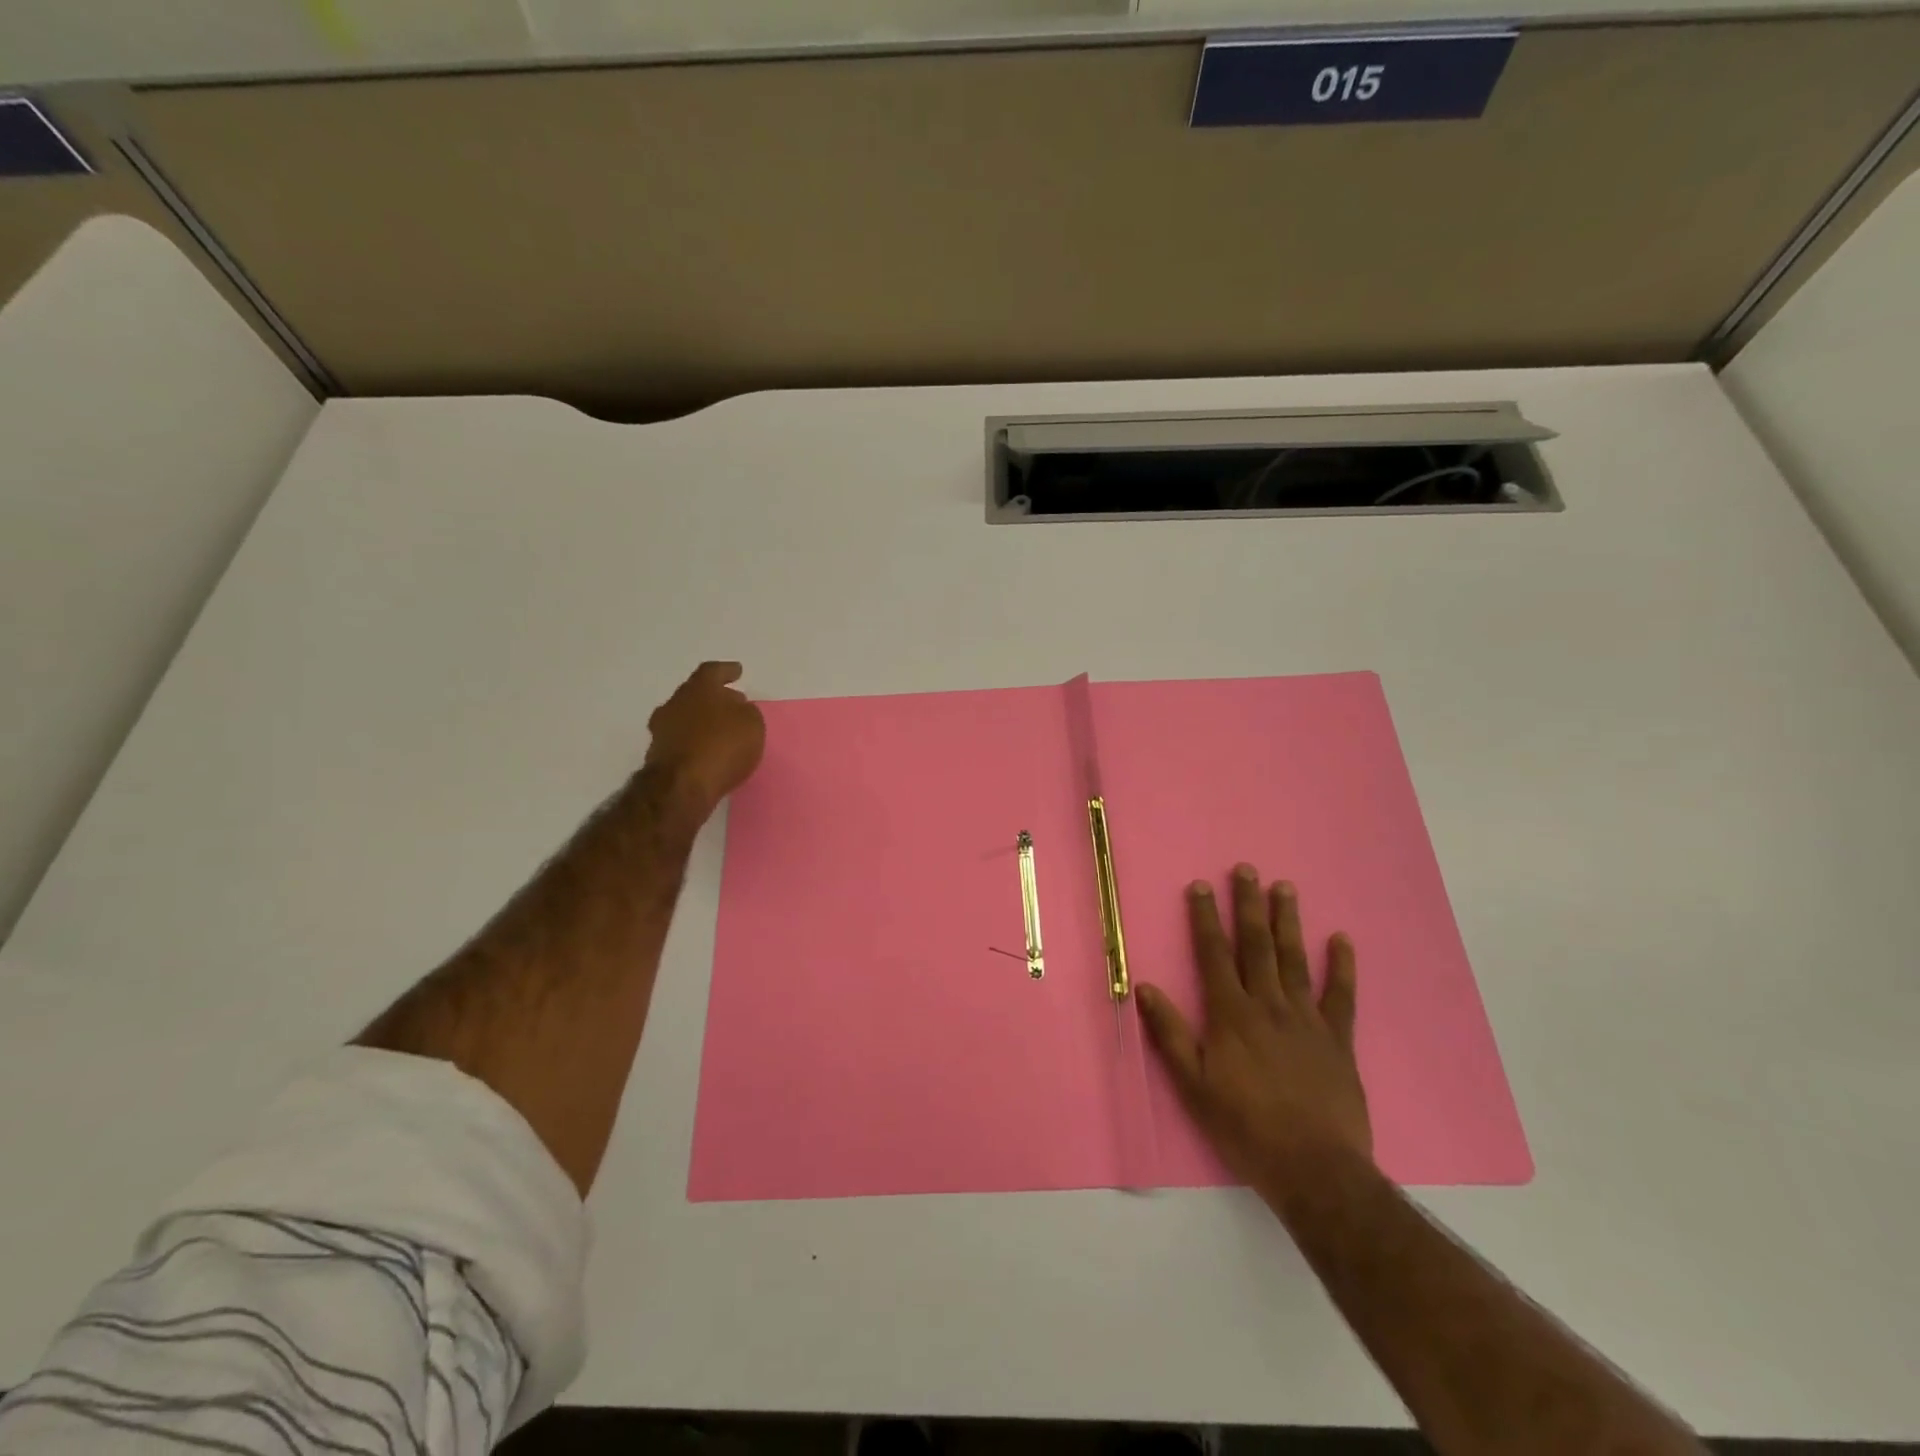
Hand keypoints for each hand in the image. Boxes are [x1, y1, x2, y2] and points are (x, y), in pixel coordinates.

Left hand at [644, 661, 765, 813]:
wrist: (682, 785)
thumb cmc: (722, 746)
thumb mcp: (752, 724)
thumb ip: (746, 712)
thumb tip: (737, 710)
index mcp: (698, 689)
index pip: (712, 671)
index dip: (726, 671)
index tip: (737, 671)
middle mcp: (675, 703)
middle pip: (695, 694)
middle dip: (714, 697)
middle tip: (731, 702)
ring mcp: (662, 730)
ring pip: (685, 717)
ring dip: (702, 721)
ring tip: (720, 730)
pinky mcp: (658, 756)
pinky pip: (681, 741)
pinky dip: (694, 742)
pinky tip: (707, 750)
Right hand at [1137, 865, 1369, 1206]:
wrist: (1315, 1169)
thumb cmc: (1245, 1128)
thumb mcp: (1194, 1086)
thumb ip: (1170, 1034)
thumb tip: (1146, 987)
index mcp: (1231, 1015)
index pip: (1214, 954)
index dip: (1205, 918)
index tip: (1201, 886)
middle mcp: (1268, 1005)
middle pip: (1256, 945)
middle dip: (1248, 905)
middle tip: (1246, 869)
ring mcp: (1307, 1020)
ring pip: (1295, 960)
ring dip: (1288, 921)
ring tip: (1285, 888)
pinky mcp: (1338, 1040)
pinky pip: (1341, 996)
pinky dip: (1342, 967)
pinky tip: (1342, 940)